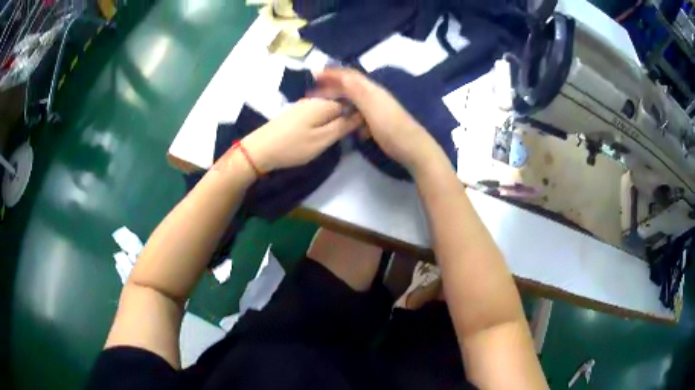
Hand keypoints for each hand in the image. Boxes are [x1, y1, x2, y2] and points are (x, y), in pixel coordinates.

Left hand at [242, 98, 362, 171]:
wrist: (259, 150)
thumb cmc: (293, 146)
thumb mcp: (322, 140)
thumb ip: (343, 126)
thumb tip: (360, 115)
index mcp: (324, 103)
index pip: (351, 104)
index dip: (356, 117)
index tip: (358, 133)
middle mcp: (315, 99)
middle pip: (339, 105)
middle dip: (344, 119)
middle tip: (343, 139)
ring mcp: (303, 105)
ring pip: (327, 110)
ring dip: (332, 122)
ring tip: (329, 139)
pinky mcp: (295, 112)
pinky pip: (316, 114)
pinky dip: (320, 123)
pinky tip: (315, 135)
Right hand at [312, 68, 448, 175]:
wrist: (413, 149)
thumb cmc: (390, 127)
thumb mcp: (370, 106)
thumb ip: (355, 89)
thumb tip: (339, 74)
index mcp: (371, 89)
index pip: (348, 75)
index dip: (332, 73)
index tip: (313, 74)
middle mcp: (375, 95)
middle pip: (351, 85)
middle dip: (333, 86)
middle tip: (314, 92)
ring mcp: (379, 108)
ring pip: (356, 99)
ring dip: (341, 99)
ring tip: (326, 106)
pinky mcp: (381, 121)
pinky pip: (361, 112)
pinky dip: (351, 114)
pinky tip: (346, 123)